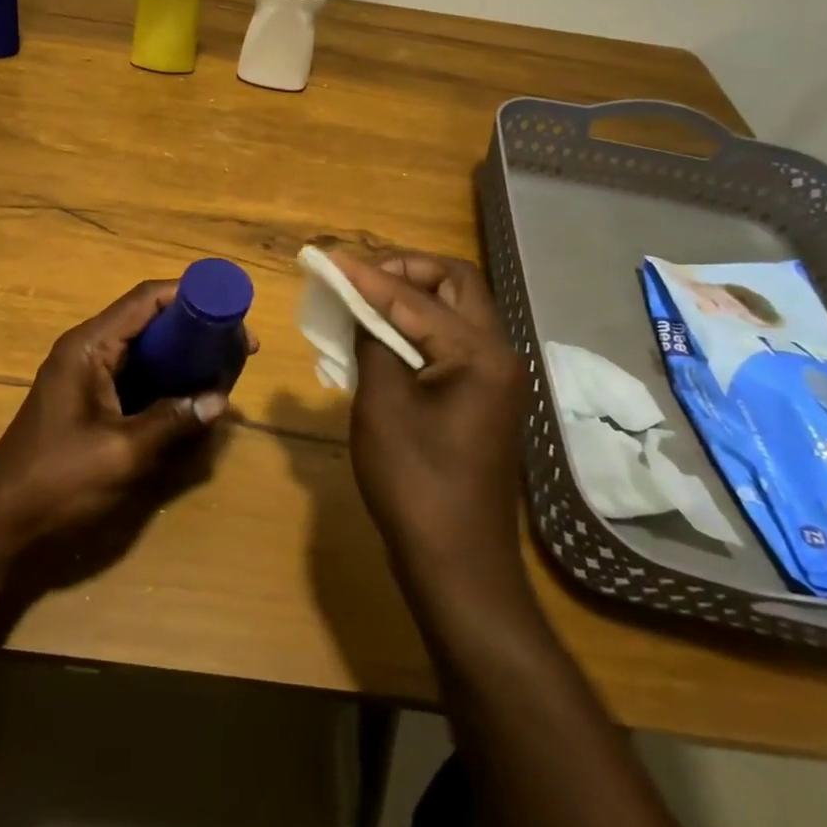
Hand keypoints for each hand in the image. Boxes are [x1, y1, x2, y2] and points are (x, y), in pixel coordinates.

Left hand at [0, 280, 234, 556]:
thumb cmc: (57, 479)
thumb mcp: (122, 453)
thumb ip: (172, 422)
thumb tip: (221, 401)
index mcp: (89, 346)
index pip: (146, 299)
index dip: (190, 295)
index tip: (231, 307)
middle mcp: (88, 350)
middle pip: (149, 321)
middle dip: (195, 329)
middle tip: (239, 347)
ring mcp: (87, 376)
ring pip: (146, 350)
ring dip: (183, 356)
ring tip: (226, 369)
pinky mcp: (91, 401)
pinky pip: (137, 377)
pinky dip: (166, 381)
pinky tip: (194, 398)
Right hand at [333, 251, 531, 595]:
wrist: (458, 566)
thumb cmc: (415, 484)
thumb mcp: (382, 405)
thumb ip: (372, 341)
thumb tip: (361, 306)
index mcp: (479, 354)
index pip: (416, 296)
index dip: (368, 276)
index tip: (328, 260)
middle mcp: (498, 354)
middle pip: (455, 283)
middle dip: (405, 270)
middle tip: (359, 277)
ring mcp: (495, 377)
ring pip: (456, 309)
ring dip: (412, 294)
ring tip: (365, 299)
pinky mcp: (483, 396)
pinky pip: (452, 339)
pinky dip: (419, 325)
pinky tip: (382, 336)